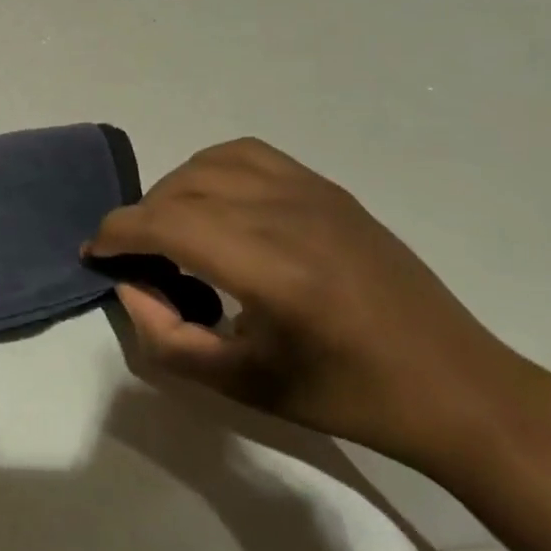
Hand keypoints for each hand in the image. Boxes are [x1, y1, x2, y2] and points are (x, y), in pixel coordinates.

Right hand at [88, 138, 549, 472]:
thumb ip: (166, 337)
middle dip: (139, 219)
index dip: (117, 234)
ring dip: (172, 191)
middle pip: (180, 191)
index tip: (95, 253)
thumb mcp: (242, 386)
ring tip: (170, 229)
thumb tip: (130, 284)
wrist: (455, 386)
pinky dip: (210, 168)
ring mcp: (311, 193)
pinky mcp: (327, 188)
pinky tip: (213, 202)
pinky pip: (247, 153)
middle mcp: (288, 215)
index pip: (167, 225)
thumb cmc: (347, 397)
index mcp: (272, 271)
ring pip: (208, 164)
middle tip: (133, 258)